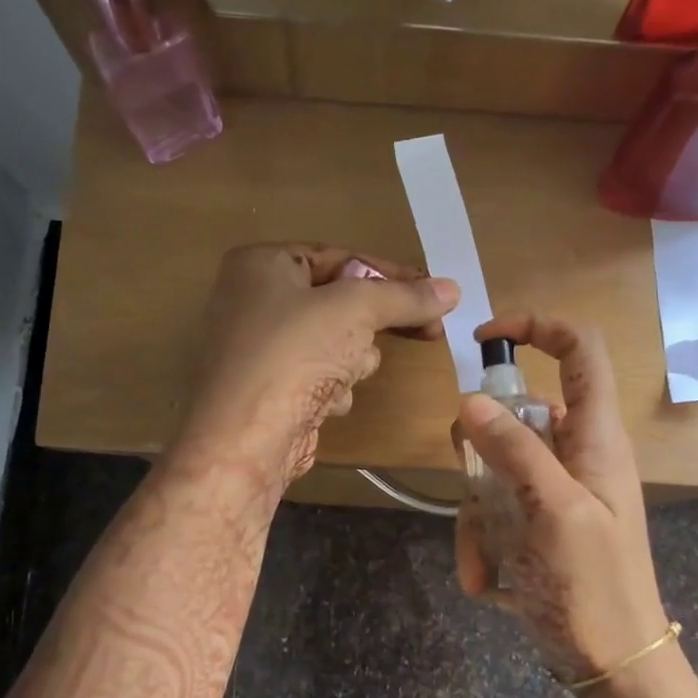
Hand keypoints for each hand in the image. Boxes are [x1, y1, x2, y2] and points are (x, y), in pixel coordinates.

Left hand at [182, 243, 458, 485]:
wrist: (245, 440)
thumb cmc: (294, 355)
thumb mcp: (356, 310)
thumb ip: (405, 297)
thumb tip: (452, 290)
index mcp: (261, 264)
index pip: (340, 257)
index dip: (391, 275)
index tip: (434, 294)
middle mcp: (252, 300)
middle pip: (337, 302)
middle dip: (369, 325)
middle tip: (424, 332)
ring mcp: (257, 349)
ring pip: (332, 343)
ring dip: (351, 360)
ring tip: (345, 374)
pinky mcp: (267, 391)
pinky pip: (315, 376)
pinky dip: (329, 388)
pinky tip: (325, 403)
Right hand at [452, 314, 669, 681]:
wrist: (613, 664)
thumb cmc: (594, 587)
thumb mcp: (553, 512)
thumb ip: (514, 451)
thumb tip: (470, 400)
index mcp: (595, 436)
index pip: (579, 350)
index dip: (537, 327)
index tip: (485, 340)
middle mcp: (575, 454)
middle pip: (516, 415)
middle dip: (481, 454)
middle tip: (475, 489)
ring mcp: (553, 492)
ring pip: (493, 470)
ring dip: (477, 515)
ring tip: (484, 564)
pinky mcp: (536, 525)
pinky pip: (494, 511)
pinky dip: (482, 543)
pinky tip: (487, 583)